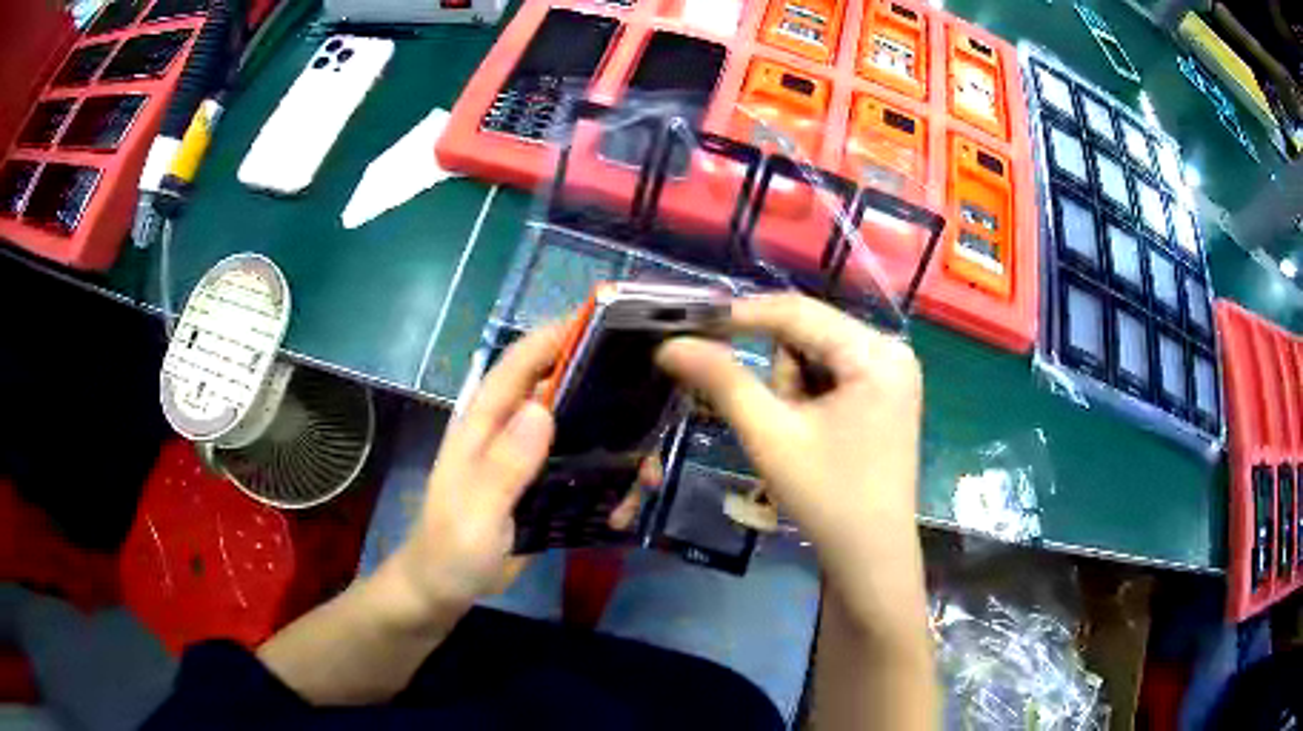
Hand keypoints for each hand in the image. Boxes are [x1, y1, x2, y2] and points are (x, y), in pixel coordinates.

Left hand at [380, 324, 657, 626]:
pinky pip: (583, 472)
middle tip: (656, 396)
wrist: (444, 589)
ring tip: (648, 474)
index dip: (556, 335)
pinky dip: (610, 484)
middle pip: (560, 391)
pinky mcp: (544, 489)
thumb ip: (503, 466)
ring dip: (617, 447)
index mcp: (483, 424)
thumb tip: (543, 409)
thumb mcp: (474, 513)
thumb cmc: (449, 549)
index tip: (606, 319)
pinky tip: (626, 508)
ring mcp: (529, 461)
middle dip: (604, 389)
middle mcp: (509, 432)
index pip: (519, 364)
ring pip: (580, 433)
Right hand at [656, 293, 924, 635]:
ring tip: (797, 438)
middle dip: (777, 374)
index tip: (689, 324)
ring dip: (790, 389)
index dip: (740, 315)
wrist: (871, 559)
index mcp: (876, 352)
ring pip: (816, 356)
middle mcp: (892, 351)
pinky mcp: (885, 395)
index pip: (798, 311)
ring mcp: (892, 374)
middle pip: (809, 334)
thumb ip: (721, 381)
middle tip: (772, 422)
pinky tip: (812, 436)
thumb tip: (670, 344)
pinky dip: (807, 398)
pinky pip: (831, 376)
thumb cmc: (827, 498)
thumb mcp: (770, 436)